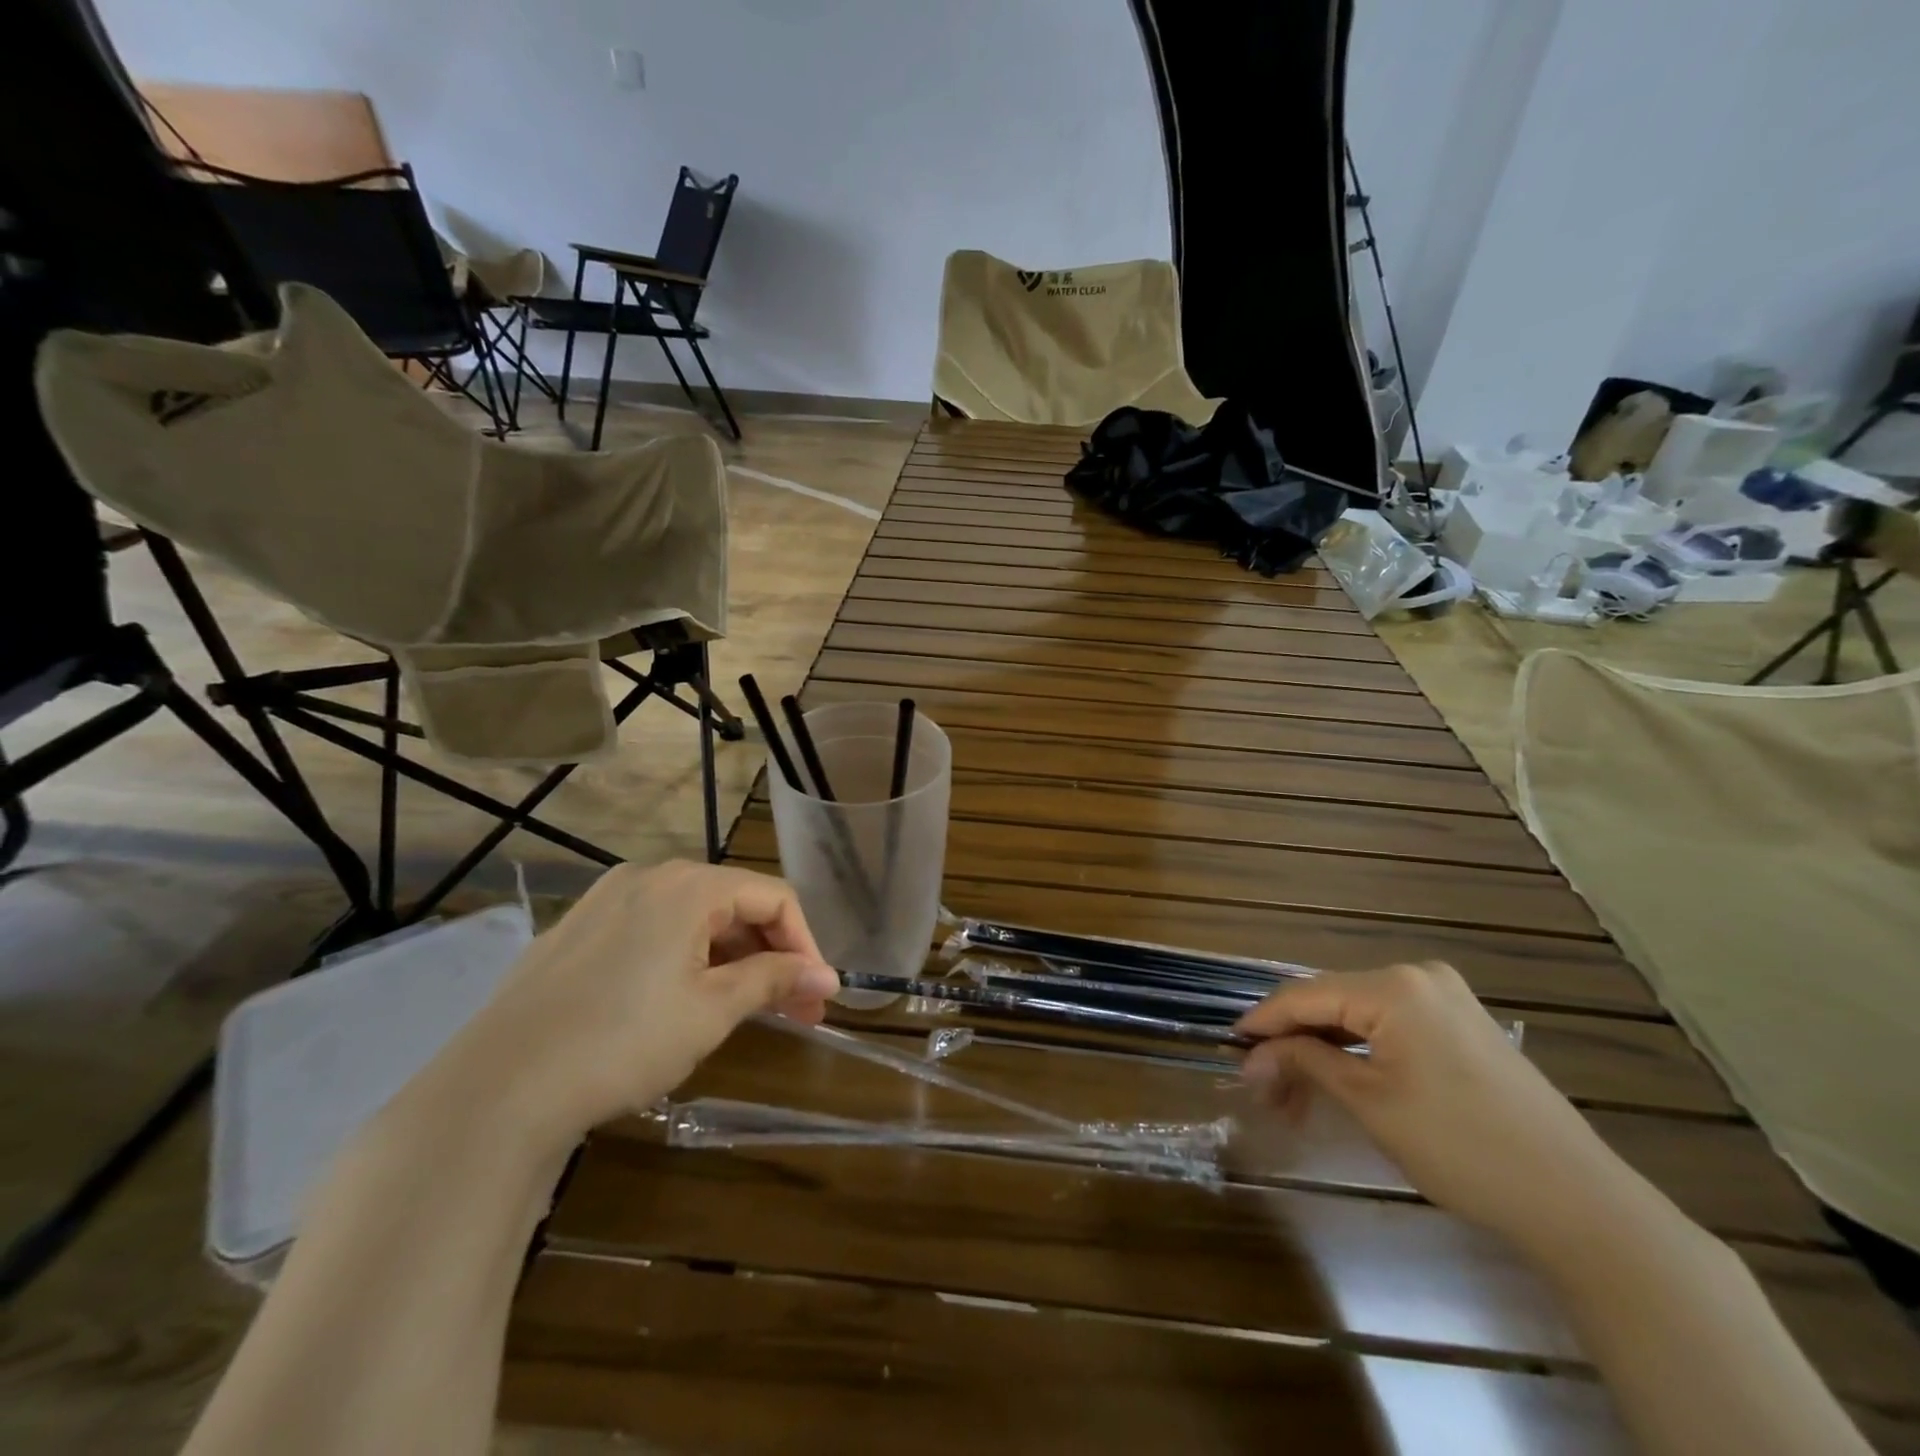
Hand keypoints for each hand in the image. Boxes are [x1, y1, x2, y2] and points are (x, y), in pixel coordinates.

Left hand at [446, 861, 839, 1144]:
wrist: (495, 1091)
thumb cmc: (623, 1042)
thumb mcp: (712, 1011)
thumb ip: (774, 981)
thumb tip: (828, 976)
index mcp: (688, 885)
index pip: (774, 897)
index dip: (806, 944)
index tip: (817, 995)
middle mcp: (649, 877)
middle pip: (733, 903)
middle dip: (770, 954)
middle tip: (792, 1011)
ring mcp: (605, 901)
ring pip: (692, 919)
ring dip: (730, 959)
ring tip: (743, 1010)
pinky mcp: (576, 931)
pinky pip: (651, 931)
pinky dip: (685, 959)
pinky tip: (681, 1002)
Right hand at [1236, 962, 1629, 1251]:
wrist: (1578, 1202)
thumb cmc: (1462, 1147)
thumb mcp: (1369, 1103)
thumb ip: (1304, 1064)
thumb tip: (1250, 1057)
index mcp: (1394, 986)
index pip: (1304, 995)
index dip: (1261, 1022)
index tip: (1228, 1048)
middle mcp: (1417, 976)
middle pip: (1330, 1003)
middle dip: (1291, 1045)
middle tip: (1263, 1091)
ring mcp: (1444, 998)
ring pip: (1357, 1017)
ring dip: (1322, 1053)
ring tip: (1294, 1100)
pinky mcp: (1461, 1024)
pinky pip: (1389, 1027)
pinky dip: (1357, 1054)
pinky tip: (1338, 1083)